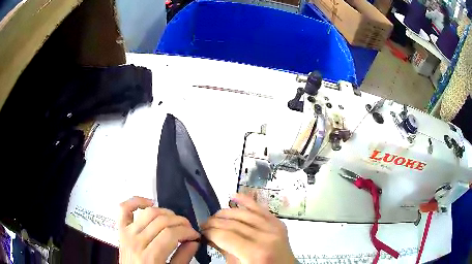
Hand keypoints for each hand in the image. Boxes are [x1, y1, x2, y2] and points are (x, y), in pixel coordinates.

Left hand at [118, 196, 199, 263]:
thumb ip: (183, 258)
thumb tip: (194, 241)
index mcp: (149, 257)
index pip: (171, 234)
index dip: (187, 231)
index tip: (195, 235)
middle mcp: (136, 242)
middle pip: (161, 221)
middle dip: (180, 222)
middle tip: (188, 228)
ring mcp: (126, 233)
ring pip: (148, 213)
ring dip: (165, 212)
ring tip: (174, 220)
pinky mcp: (120, 229)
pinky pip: (124, 208)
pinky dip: (136, 201)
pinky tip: (149, 202)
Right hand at [201, 193, 295, 263]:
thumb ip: (223, 251)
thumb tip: (208, 237)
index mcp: (255, 253)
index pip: (225, 236)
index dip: (210, 232)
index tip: (201, 232)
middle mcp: (266, 237)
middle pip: (233, 224)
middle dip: (214, 223)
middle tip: (203, 225)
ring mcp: (274, 228)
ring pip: (244, 214)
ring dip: (225, 213)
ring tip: (213, 217)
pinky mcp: (278, 223)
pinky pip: (261, 209)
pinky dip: (246, 200)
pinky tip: (233, 196)